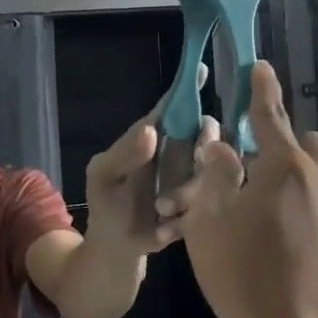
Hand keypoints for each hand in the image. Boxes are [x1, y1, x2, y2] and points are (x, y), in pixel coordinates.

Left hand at [84, 67, 222, 253]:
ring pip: (214, 168)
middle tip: (186, 170)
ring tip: (160, 212)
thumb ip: (123, 154)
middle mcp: (179, 150)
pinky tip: (165, 228)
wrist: (118, 247)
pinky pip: (213, 201)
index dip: (186, 88)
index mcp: (152, 135)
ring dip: (187, 192)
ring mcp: (194, 176)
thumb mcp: (103, 176)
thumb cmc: (107, 203)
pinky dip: (187, 216)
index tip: (202, 69)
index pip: (173, 105)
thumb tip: (152, 130)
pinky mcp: (204, 204)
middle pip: (207, 130)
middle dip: (202, 148)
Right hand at [179, 62, 317, 317]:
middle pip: (309, 146)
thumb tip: (222, 147)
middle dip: (286, 147)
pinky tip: (304, 254)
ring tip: (280, 221)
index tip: (261, 66)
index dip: (262, 89)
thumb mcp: (209, 228)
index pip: (270, 116)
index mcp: (285, 169)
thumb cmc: (249, 282)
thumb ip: (214, 178)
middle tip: (258, 177)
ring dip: (305, 184)